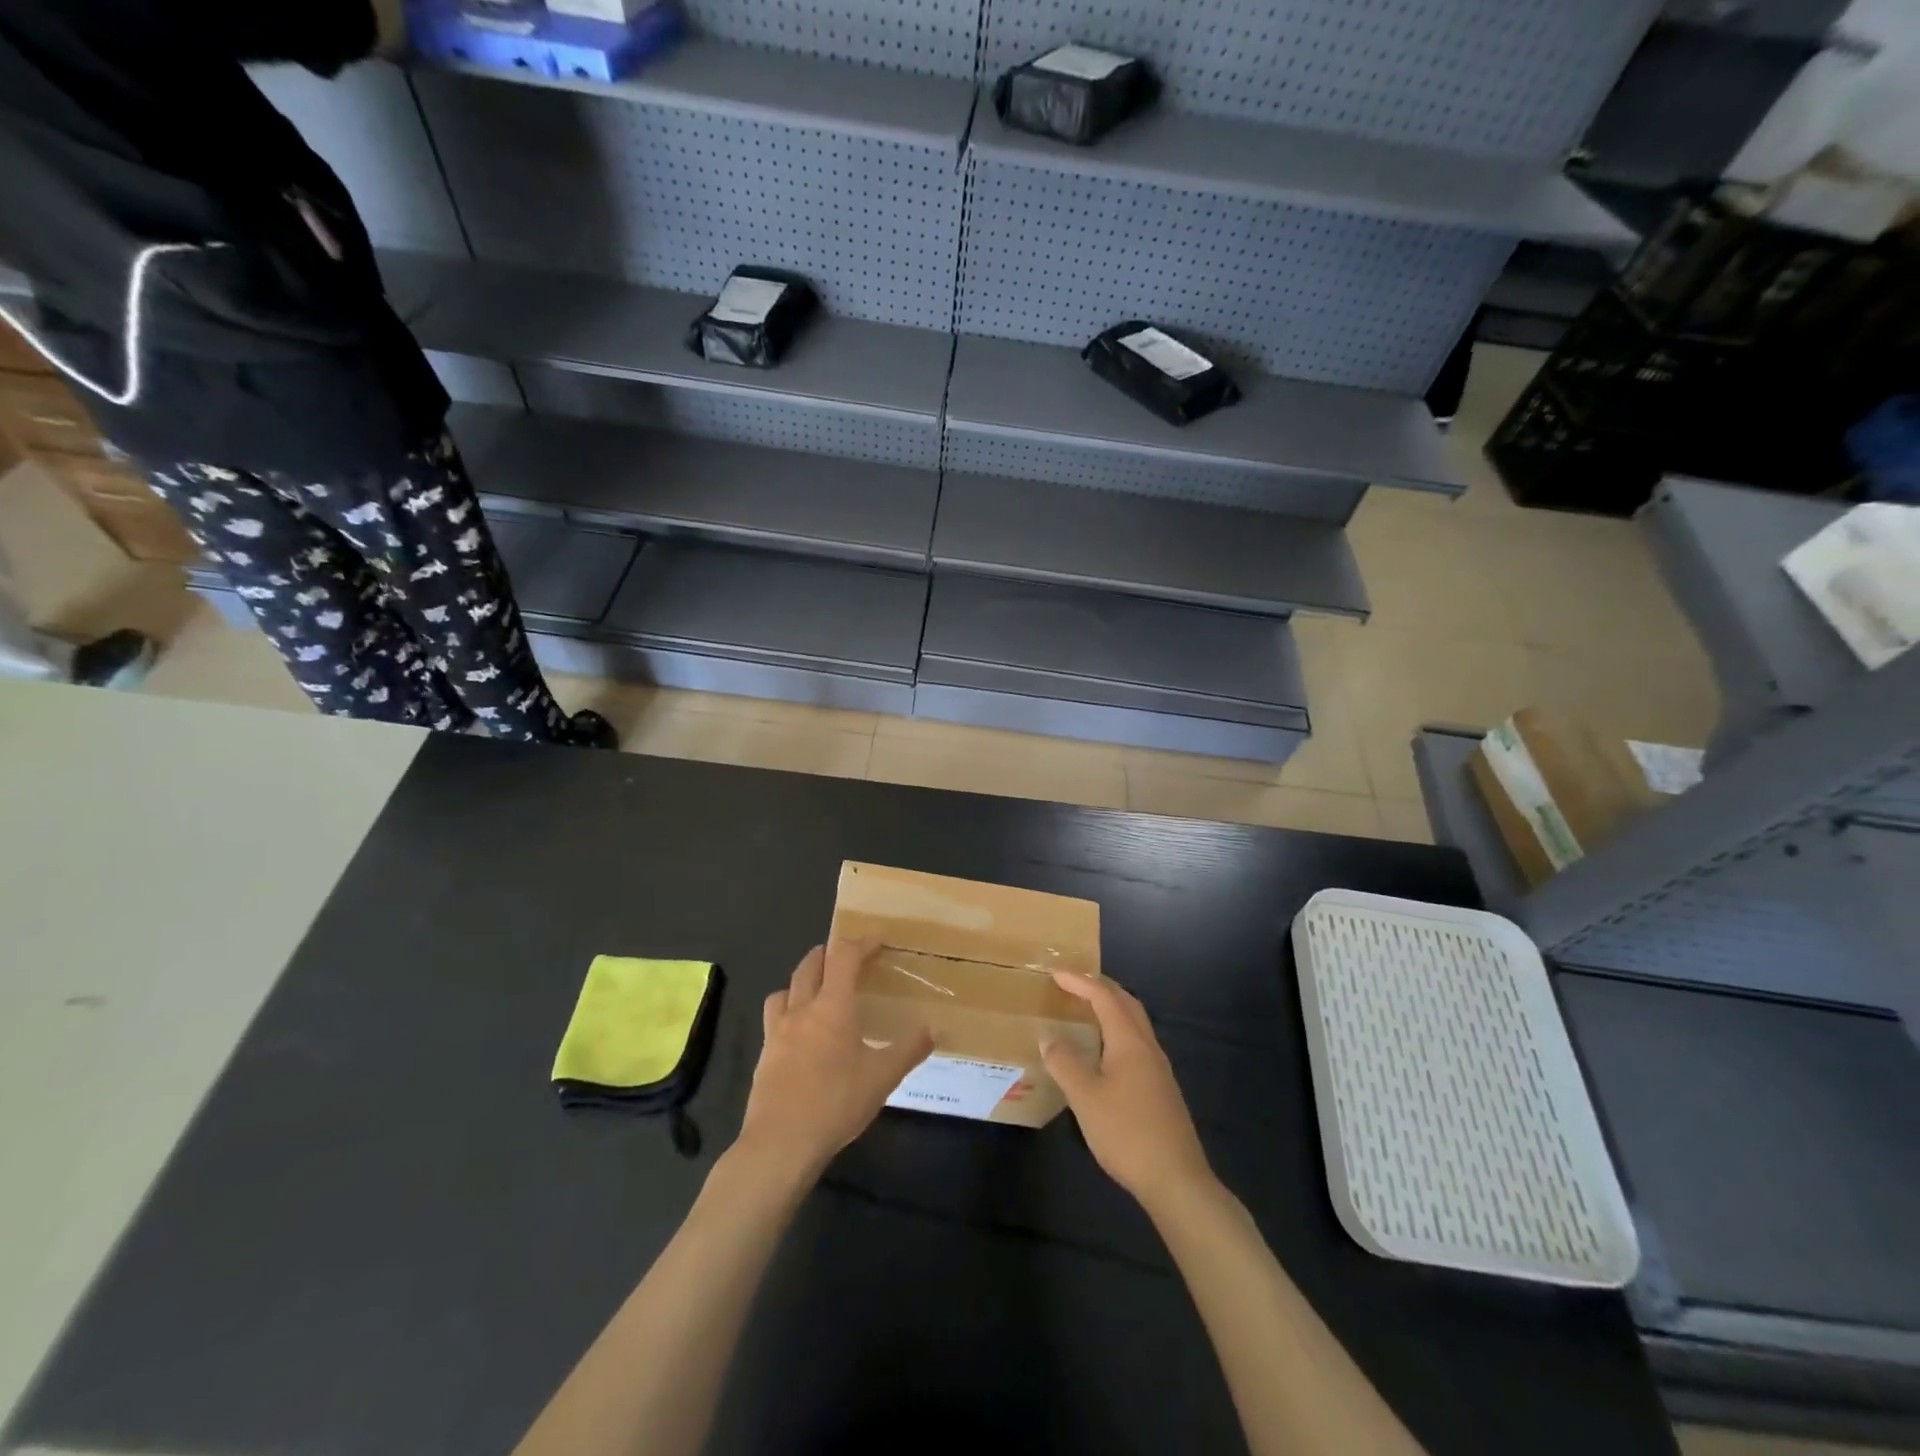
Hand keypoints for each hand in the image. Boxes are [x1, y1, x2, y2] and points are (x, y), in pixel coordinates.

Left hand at [737, 942, 932, 1179]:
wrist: (780, 1142)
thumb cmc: (836, 1103)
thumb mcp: (882, 1078)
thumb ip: (909, 1050)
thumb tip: (934, 1030)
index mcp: (833, 1006)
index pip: (844, 957)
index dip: (861, 944)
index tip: (876, 942)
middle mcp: (802, 1009)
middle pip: (810, 964)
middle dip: (829, 953)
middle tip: (847, 958)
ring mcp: (778, 1030)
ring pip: (785, 988)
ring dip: (803, 980)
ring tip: (817, 990)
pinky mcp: (765, 1053)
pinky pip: (774, 1016)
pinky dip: (787, 1009)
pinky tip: (799, 1031)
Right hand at [1042, 972, 1215, 1210]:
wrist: (1177, 1180)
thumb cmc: (1127, 1133)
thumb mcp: (1085, 1098)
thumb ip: (1064, 1064)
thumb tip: (1047, 1036)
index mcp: (1129, 1042)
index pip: (1104, 997)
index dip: (1080, 982)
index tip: (1055, 973)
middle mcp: (1148, 1047)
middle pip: (1126, 1003)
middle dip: (1101, 987)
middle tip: (1074, 983)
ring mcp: (1158, 1068)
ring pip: (1135, 1023)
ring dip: (1112, 1008)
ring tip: (1087, 1011)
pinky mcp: (1161, 1089)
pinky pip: (1137, 1043)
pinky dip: (1118, 1031)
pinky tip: (1105, 1052)